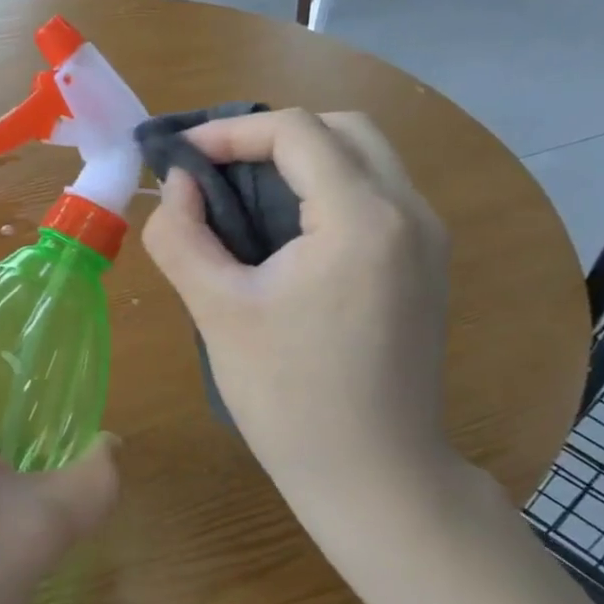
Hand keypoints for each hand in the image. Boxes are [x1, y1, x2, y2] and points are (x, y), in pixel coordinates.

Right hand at [140, 109, 454, 517]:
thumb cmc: (288, 396)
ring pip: (364, 158)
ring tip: (240, 196)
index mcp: (362, 218)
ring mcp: (427, 239)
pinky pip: (375, 195)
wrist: (373, 475)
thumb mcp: (217, 311)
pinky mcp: (425, 265)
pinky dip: (325, 189)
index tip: (180, 158)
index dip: (229, 132)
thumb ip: (181, 236)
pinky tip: (283, 232)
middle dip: (271, 136)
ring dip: (300, 160)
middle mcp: (410, 213)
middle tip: (214, 170)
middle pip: (341, 129)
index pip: (296, 131)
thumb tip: (176, 185)